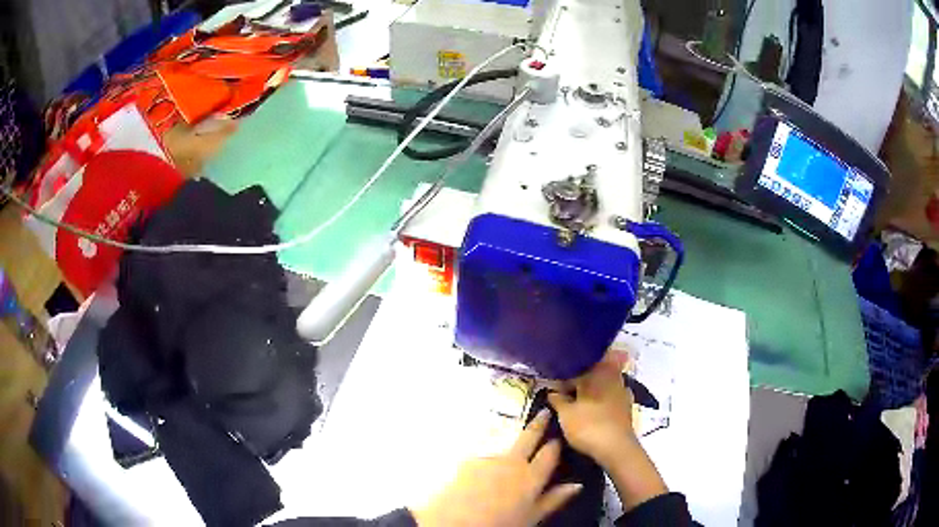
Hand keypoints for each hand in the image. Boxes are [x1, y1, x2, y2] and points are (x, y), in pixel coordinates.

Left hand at [410, 409, 581, 526]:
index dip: (556, 443)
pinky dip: (487, 460)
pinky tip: (483, 473)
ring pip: (504, 446)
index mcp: (531, 476)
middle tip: (544, 411)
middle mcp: (512, 461)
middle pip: (528, 437)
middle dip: (538, 423)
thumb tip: (577, 485)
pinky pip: (483, 456)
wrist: (455, 522)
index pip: (550, 453)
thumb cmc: (501, 524)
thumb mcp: (533, 516)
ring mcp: (489, 458)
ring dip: (509, 444)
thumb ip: (555, 499)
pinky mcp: (468, 460)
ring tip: (507, 454)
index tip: (560, 435)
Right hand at [548, 351, 667, 510]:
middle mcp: (613, 377)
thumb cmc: (588, 426)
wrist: (616, 448)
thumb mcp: (565, 414)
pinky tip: (593, 412)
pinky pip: (610, 398)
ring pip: (603, 386)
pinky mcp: (627, 408)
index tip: (553, 387)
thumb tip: (552, 391)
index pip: (578, 367)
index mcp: (597, 373)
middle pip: (593, 374)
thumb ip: (557, 399)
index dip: (563, 377)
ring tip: (577, 403)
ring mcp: (622, 392)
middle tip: (564, 393)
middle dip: (580, 382)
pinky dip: (601, 402)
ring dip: (592, 392)